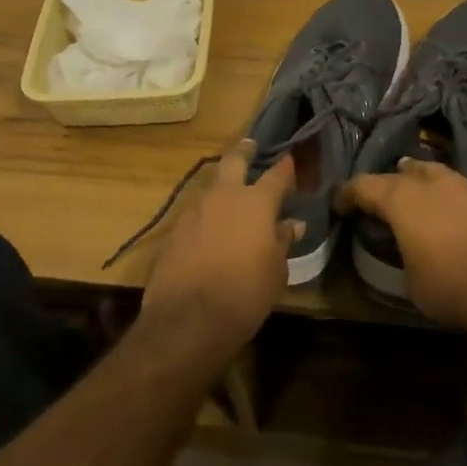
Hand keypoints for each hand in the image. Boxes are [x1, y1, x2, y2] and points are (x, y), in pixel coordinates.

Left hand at [137, 140, 300, 364]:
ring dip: (223, 188)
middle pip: (234, 161)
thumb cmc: (245, 294)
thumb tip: (292, 224)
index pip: (277, 175)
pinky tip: (210, 230)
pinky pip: (196, 213)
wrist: (188, 320)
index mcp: (256, 203)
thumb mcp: (276, 271)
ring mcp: (195, 211)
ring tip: (231, 197)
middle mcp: (224, 197)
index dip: (286, 167)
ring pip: (212, 188)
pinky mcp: (175, 230)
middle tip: (251, 145)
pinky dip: (207, 216)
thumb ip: (282, 241)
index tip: (291, 160)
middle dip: (245, 151)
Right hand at [339, 159, 466, 328]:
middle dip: (384, 183)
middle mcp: (430, 183)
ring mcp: (463, 186)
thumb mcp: (410, 281)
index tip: (338, 205)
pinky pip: (455, 187)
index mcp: (401, 198)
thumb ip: (400, 255)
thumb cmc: (450, 285)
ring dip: (416, 180)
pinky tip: (445, 211)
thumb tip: (405, 252)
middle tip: (376, 199)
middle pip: (399, 172)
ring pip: (431, 171)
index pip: (364, 185)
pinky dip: (443, 194)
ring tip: (411, 194)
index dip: (347, 194)